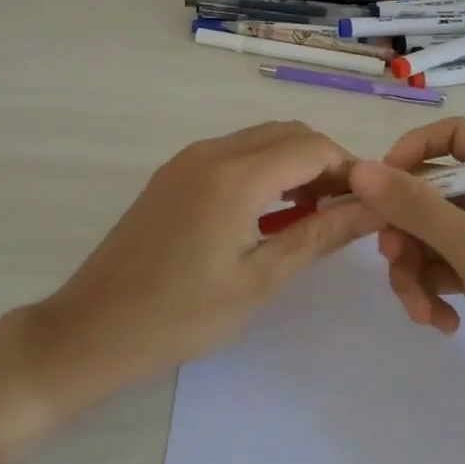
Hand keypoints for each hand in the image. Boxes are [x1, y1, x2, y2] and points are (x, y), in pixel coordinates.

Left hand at [0, 122, 382, 427]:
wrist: (91, 330)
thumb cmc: (181, 316)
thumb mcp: (260, 280)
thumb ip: (320, 235)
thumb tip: (373, 208)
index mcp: (235, 175)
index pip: (313, 146)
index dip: (350, 169)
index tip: (371, 203)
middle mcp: (212, 151)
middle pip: (288, 134)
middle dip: (325, 163)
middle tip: (344, 211)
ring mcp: (187, 159)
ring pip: (260, 140)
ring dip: (294, 165)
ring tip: (313, 214)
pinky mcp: (173, 174)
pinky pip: (233, 153)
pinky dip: (263, 170)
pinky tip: (269, 213)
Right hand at [348, 117, 464, 415]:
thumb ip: (416, 207)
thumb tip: (360, 170)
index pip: (451, 136)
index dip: (411, 152)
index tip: (379, 188)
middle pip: (432, 192)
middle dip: (407, 230)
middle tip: (392, 260)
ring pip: (433, 235)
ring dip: (417, 271)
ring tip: (421, 310)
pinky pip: (446, 267)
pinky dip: (435, 291)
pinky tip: (443, 323)